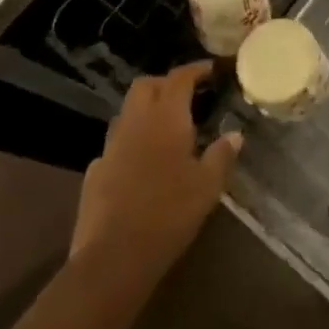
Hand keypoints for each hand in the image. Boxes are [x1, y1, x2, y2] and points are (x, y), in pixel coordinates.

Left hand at [71, 62, 240, 294]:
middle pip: (145, 86)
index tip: (210, 70)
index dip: (195, 69)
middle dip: (165, 83)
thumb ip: (222, 155)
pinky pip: (114, 146)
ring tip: (165, 128)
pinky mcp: (94, 175)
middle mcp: (135, 123)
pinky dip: (129, 144)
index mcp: (166, 118)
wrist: (113, 259)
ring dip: (145, 112)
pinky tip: (140, 164)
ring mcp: (110, 148)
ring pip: (126, 113)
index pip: (179, 78)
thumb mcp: (208, 185)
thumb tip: (235, 135)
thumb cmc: (169, 213)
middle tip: (186, 95)